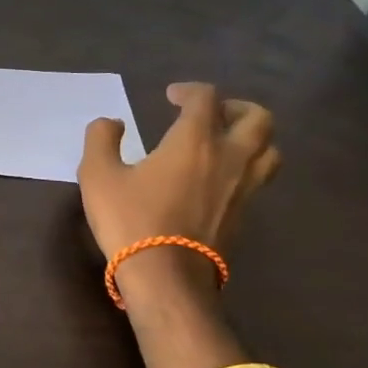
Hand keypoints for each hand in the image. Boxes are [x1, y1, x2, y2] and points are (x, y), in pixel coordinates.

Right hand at [78, 81, 280, 268]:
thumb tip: (111, 123)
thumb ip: (101, 139)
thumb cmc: (130, 219)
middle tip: (212, 114)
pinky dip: (246, 168)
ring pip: (269, 150)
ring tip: (227, 143)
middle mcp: (229, 157)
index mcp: (195, 140)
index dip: (190, 91)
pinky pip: (259, 179)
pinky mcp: (244, 215)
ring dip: (253, 138)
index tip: (171, 97)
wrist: (165, 276)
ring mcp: (243, 188)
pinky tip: (220, 178)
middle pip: (258, 118)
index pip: (206, 98)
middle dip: (236, 108)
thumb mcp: (97, 174)